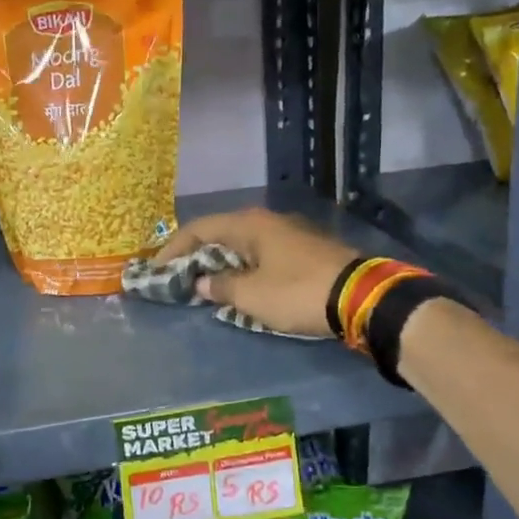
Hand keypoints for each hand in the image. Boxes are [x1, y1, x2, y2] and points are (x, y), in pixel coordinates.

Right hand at [154, 208, 357, 338]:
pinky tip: (242, 285)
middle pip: (221, 234)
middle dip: (197, 256)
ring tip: (206, 285)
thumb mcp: (251, 295)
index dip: (173, 249)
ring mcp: (290, 234)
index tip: (156, 270)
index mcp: (249, 225)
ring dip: (222, 263)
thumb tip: (201, 283)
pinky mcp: (306, 250)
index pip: (199, 229)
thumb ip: (221, 286)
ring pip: (243, 245)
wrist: (361, 297)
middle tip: (178, 277)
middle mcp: (267, 221)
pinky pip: (263, 255)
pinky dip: (245, 268)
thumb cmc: (297, 292)